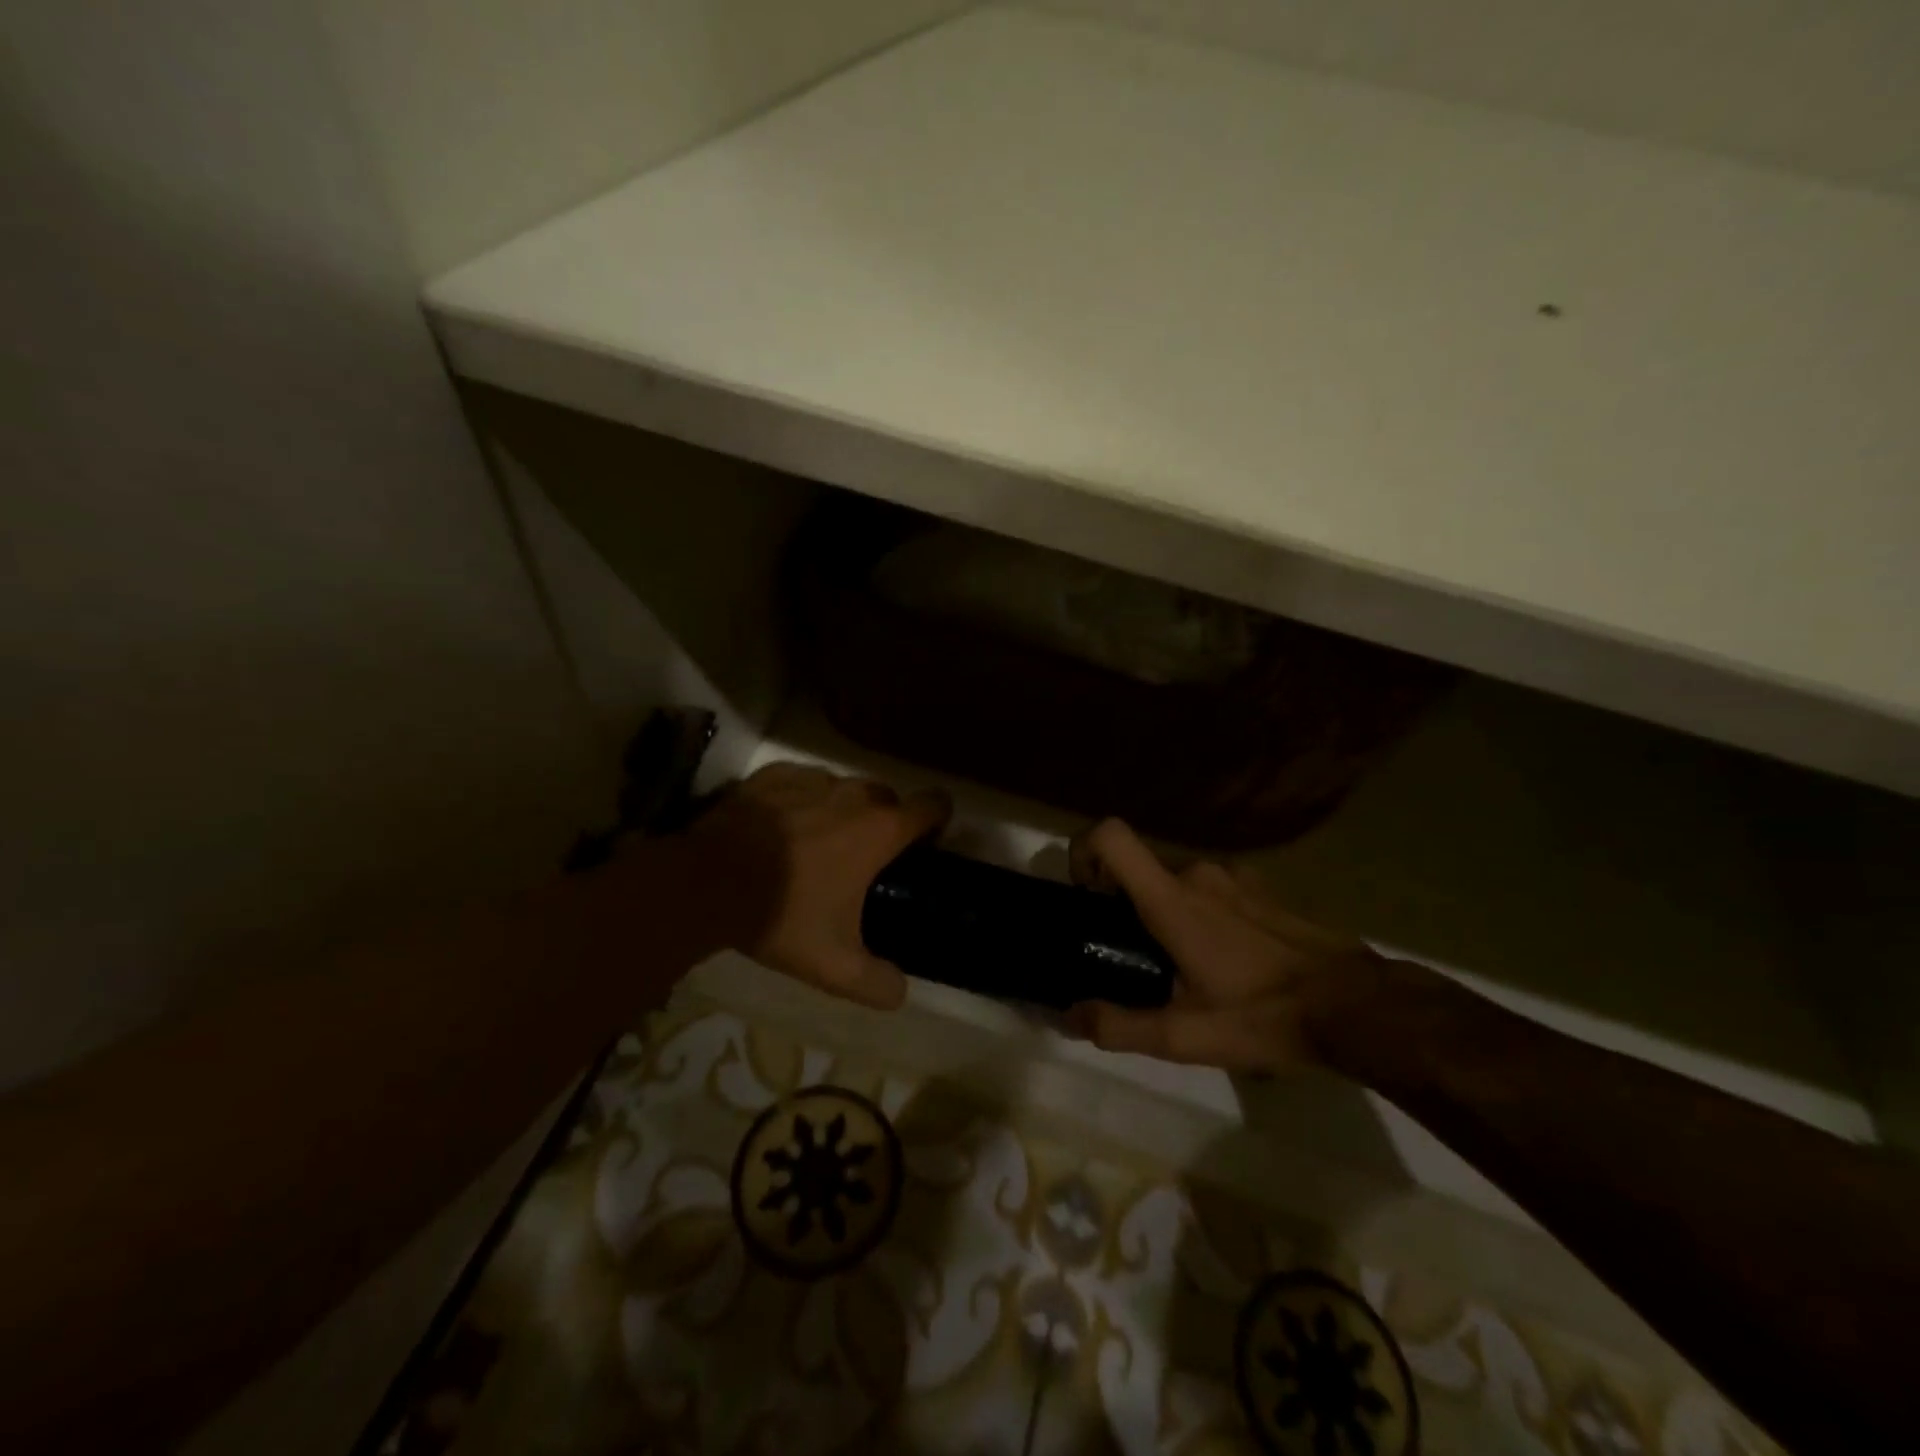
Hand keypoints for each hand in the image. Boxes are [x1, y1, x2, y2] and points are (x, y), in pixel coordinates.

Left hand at [689, 761, 950, 1009]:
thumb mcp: (834, 966)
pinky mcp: (773, 775)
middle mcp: (853, 794)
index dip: (937, 821)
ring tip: (818, 843)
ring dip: (842, 810)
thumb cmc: (782, 914)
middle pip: (887, 796)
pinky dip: (802, 799)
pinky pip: (803, 781)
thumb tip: (900, 993)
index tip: (925, 845)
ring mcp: (811, 778)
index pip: (933, 805)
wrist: (705, 883)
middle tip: (865, 858)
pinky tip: (781, 827)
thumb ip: (878, 983)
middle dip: (885, 821)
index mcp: (880, 830)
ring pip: (844, 787)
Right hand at [1063, 819, 1383, 1072]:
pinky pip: (1211, 888)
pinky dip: (1200, 912)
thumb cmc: (1264, 1014)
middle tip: (1134, 956)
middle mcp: (1198, 873)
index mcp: (1171, 898)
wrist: (1356, 1005)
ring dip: (1164, 911)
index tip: (1086, 897)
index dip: (1083, 852)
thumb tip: (1070, 1016)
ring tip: (1183, 967)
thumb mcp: (1186, 1036)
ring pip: (1175, 879)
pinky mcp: (1262, 889)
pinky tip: (1226, 961)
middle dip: (1124, 903)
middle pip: (1139, 867)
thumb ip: (1119, 1026)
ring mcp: (1235, 877)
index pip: (1110, 835)